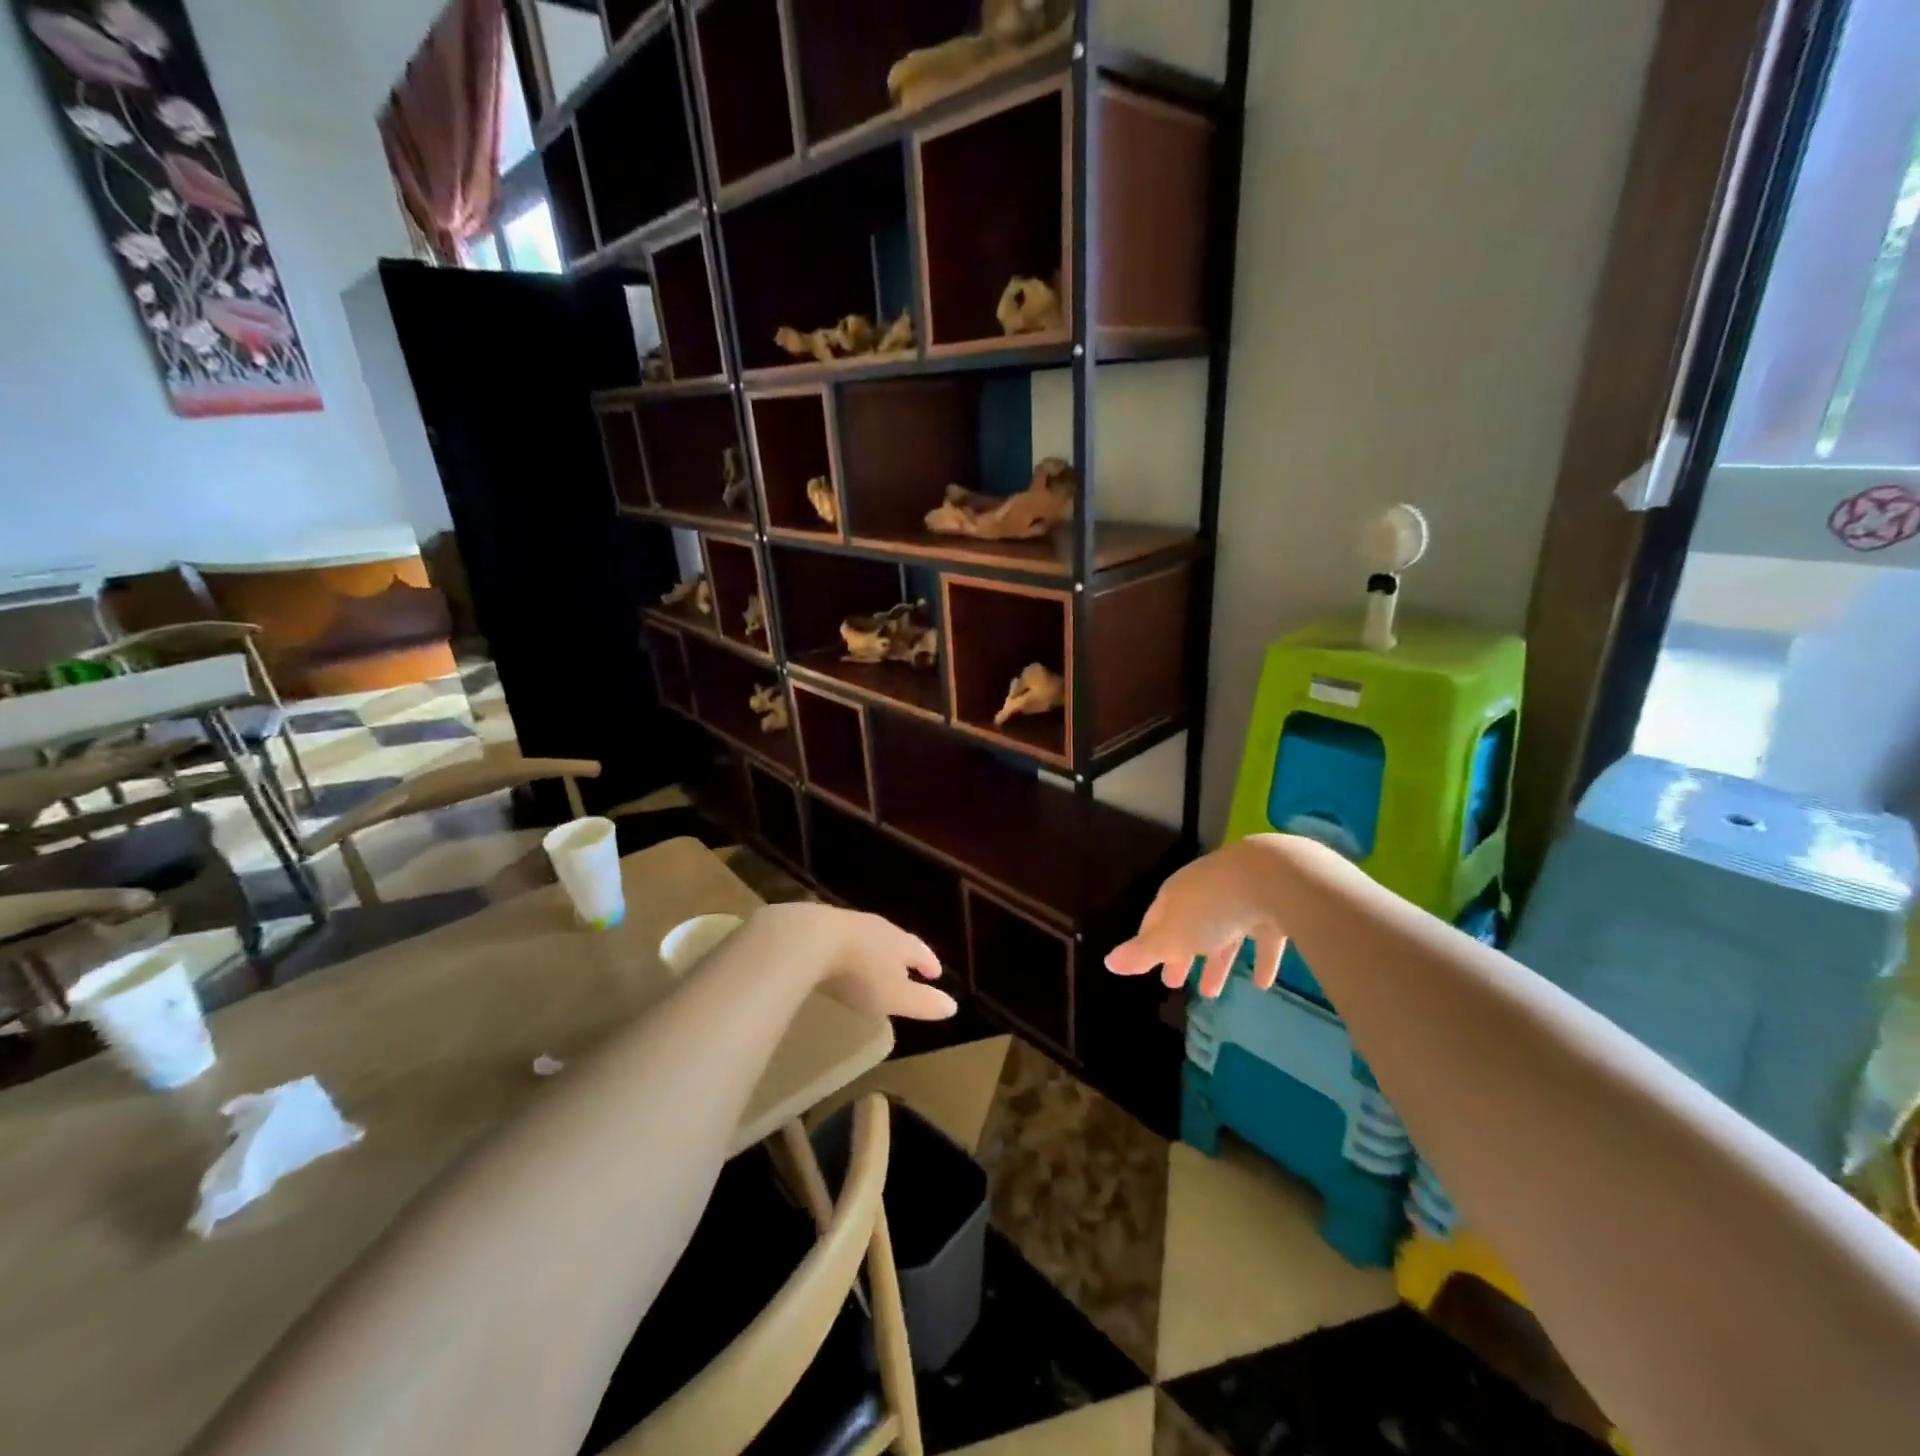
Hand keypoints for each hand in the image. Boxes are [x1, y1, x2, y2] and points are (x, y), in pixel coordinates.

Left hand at [755, 903, 957, 1020]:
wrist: (808, 940)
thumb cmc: (859, 973)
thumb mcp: (894, 996)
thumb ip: (922, 1002)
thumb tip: (953, 1006)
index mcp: (899, 942)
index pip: (920, 951)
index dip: (929, 962)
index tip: (936, 973)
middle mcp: (877, 927)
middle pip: (895, 940)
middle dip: (902, 954)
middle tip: (906, 967)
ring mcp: (846, 922)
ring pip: (867, 936)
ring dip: (873, 950)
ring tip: (873, 963)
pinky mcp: (817, 925)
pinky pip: (840, 937)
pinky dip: (846, 948)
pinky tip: (838, 958)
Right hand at [1105, 841, 1286, 998]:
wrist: (1271, 877)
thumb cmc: (1211, 909)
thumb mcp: (1171, 936)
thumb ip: (1143, 952)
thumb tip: (1107, 962)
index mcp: (1175, 896)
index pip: (1154, 920)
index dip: (1148, 944)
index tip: (1146, 966)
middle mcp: (1203, 893)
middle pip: (1187, 927)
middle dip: (1180, 955)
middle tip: (1173, 982)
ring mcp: (1238, 898)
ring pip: (1223, 934)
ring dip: (1217, 963)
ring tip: (1212, 994)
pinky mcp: (1271, 907)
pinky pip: (1261, 938)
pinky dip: (1260, 960)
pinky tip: (1261, 984)